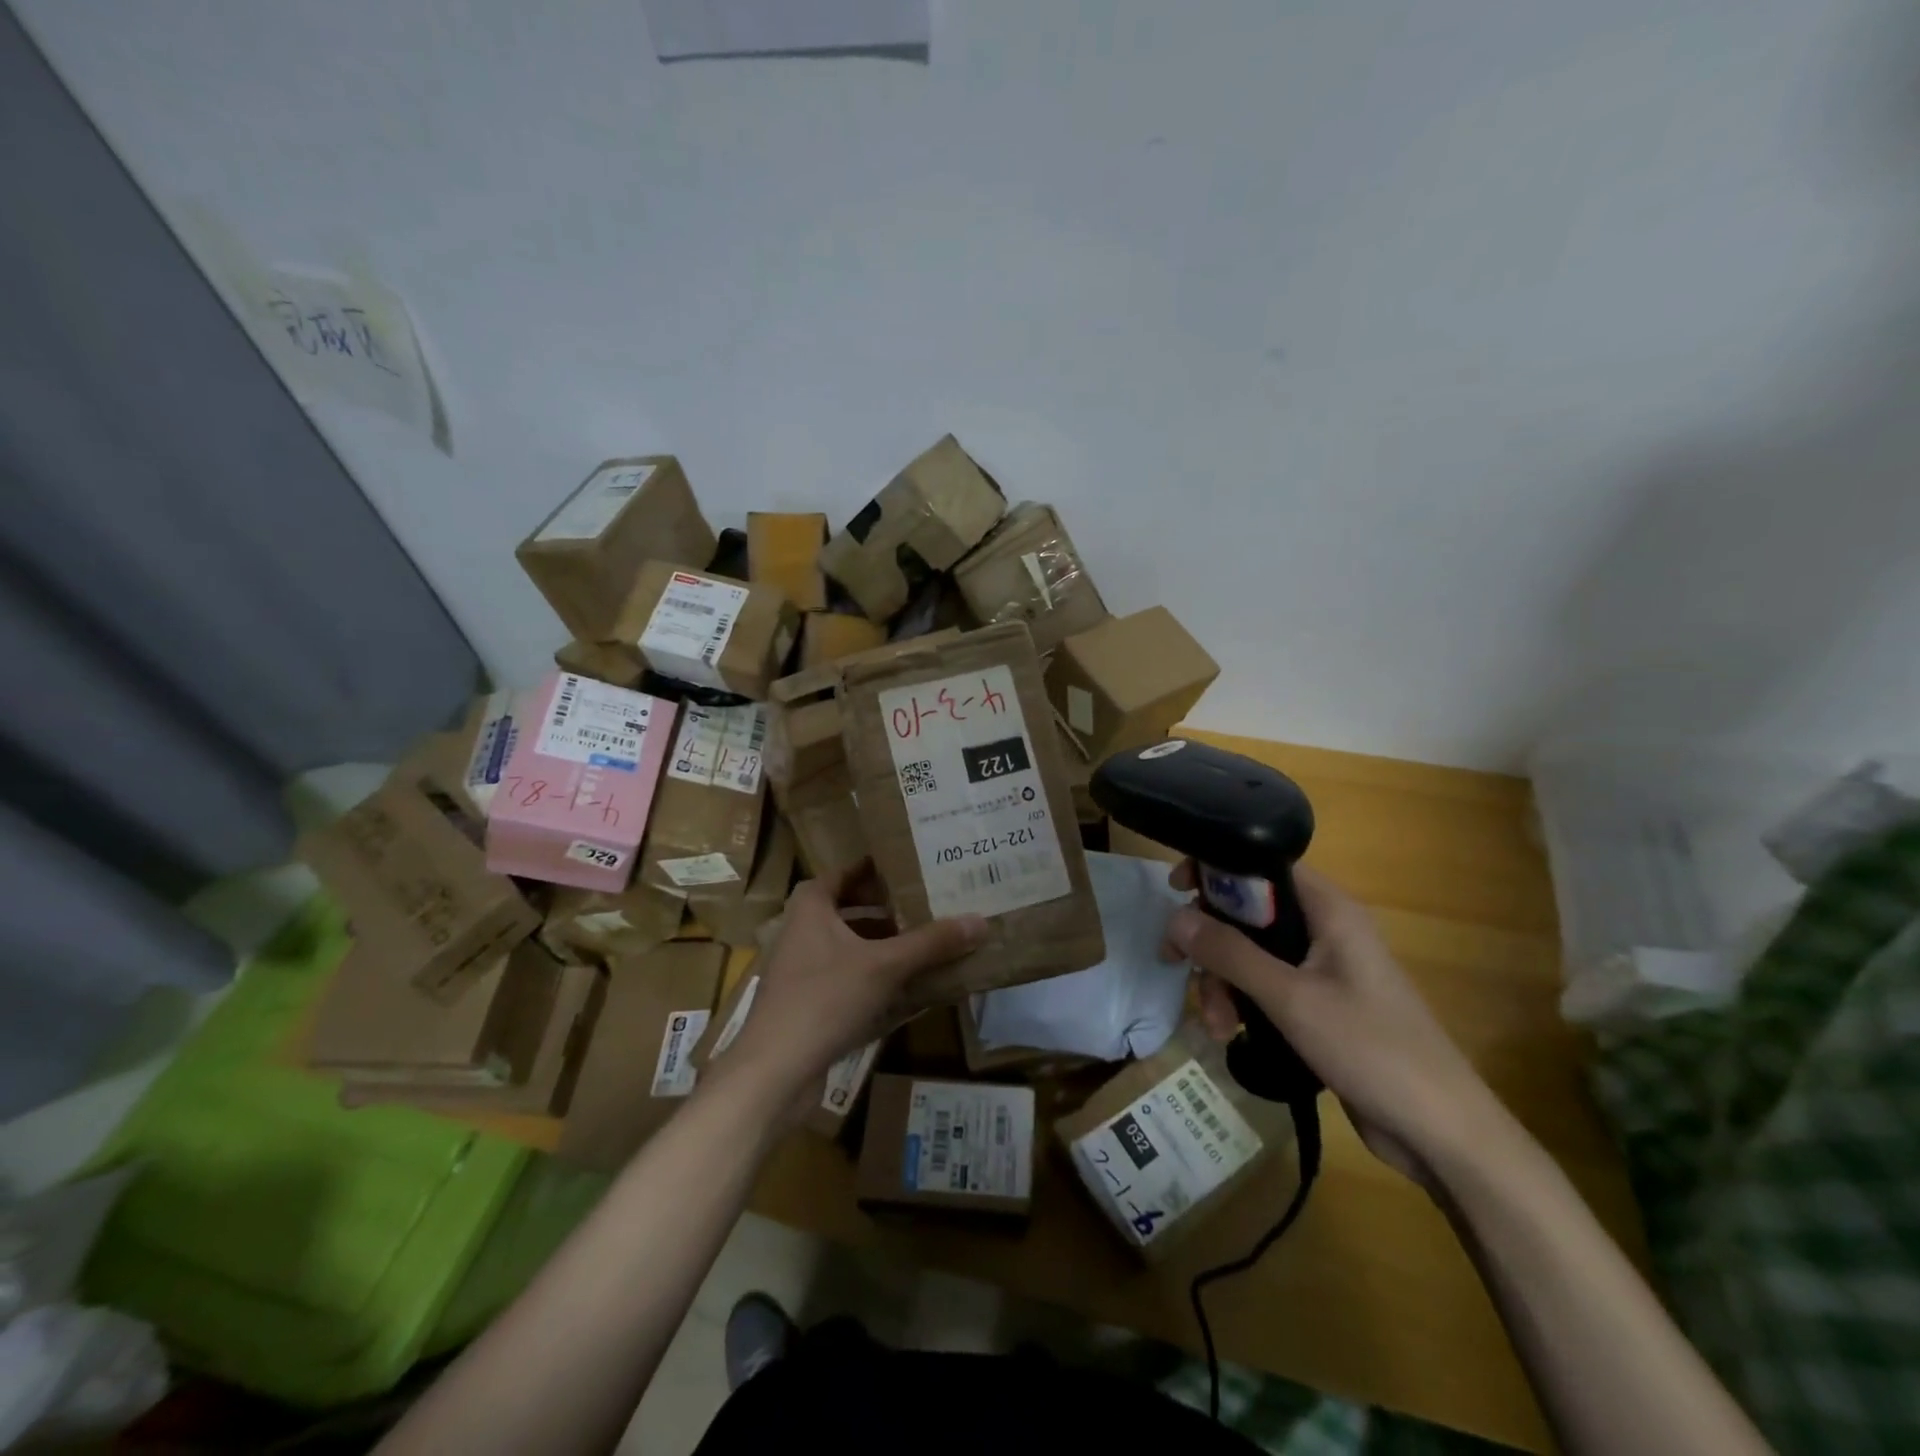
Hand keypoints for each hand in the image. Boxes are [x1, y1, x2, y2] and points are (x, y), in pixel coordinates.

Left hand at [726, 860, 985, 1096]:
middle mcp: (801, 931)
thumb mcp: (885, 966)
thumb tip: (980, 921)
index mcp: (811, 907)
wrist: (774, 1070)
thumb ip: (931, 943)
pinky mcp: (806, 1002)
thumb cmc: (825, 998)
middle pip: (849, 909)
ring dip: (882, 944)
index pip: (845, 872)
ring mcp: (801, 969)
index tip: (909, 866)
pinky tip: (905, 987)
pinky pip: (846, 977)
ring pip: (849, 946)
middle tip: (926, 904)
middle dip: (887, 909)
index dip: (875, 868)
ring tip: (924, 942)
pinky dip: (873, 976)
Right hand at [1164, 861, 1504, 1185]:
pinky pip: (1267, 988)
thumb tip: (1175, 917)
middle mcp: (1325, 931)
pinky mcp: (1320, 1006)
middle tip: (1177, 966)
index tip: (1175, 890)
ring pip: (1252, 955)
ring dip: (1223, 983)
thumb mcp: (1290, 998)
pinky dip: (1243, 1004)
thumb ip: (1230, 954)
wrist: (1441, 1133)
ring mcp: (1323, 970)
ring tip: (1216, 1026)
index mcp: (1329, 911)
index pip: (1263, 865)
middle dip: (1212, 944)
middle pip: (1249, 914)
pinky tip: (1230, 1034)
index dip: (1217, 869)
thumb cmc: (1371, 1049)